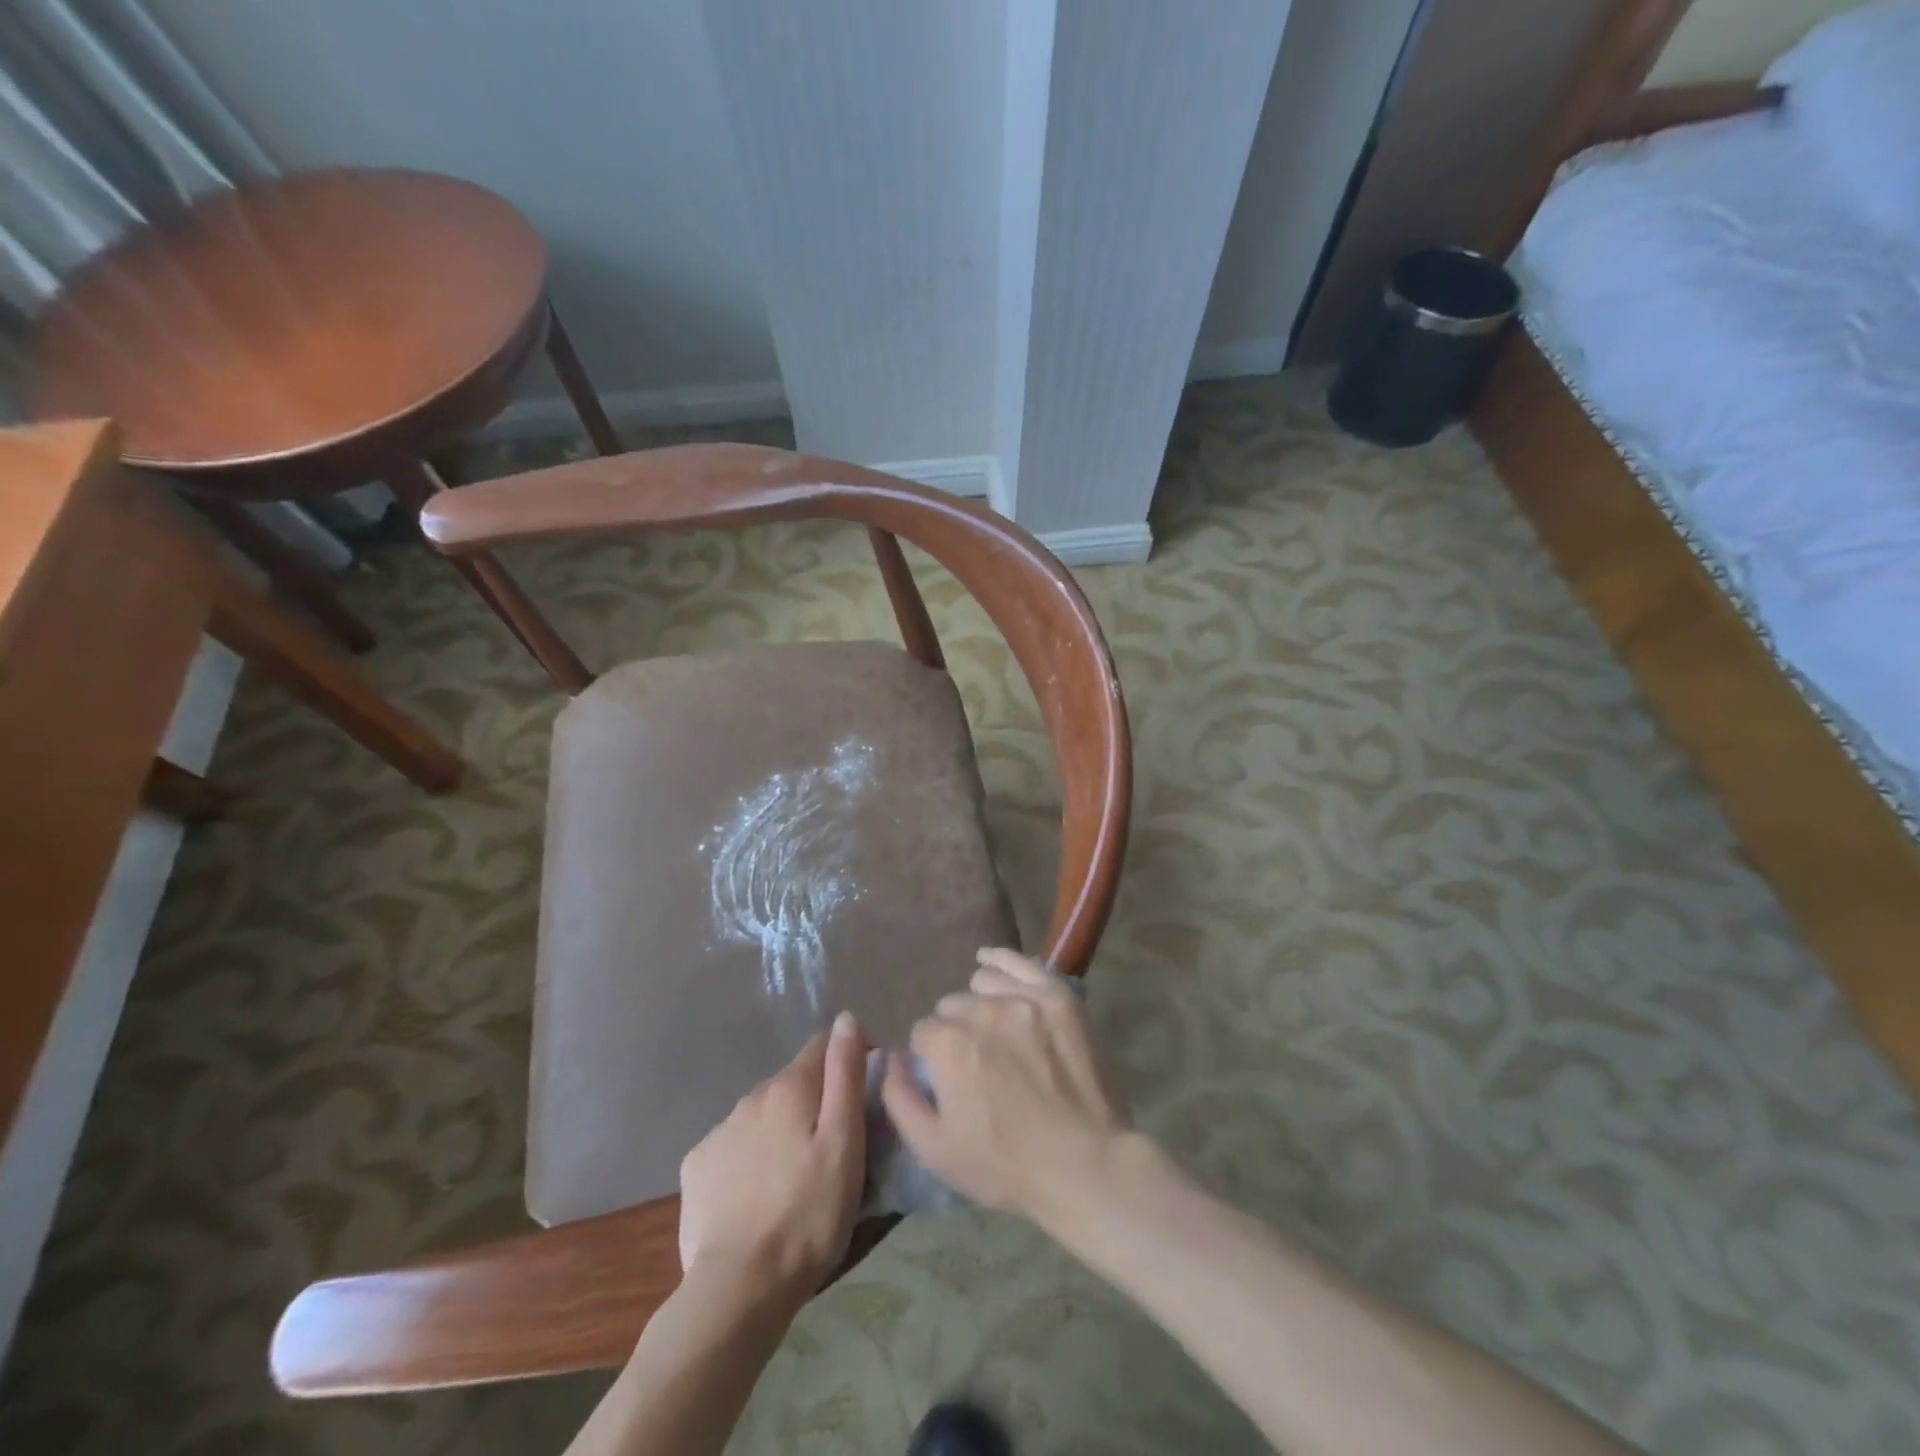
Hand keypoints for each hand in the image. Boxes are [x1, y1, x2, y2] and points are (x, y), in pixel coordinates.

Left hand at [678, 1011, 867, 1298]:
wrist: (739, 1288)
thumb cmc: (809, 1213)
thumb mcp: (845, 1143)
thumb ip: (845, 1075)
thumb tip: (846, 1019)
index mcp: (789, 1087)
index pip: (821, 1046)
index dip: (847, 1059)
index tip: (864, 1094)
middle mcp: (750, 1097)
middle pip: (792, 1084)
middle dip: (813, 1102)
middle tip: (833, 1147)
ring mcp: (718, 1132)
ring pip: (761, 1117)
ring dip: (781, 1131)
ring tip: (796, 1177)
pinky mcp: (696, 1168)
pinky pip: (733, 1148)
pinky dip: (750, 1159)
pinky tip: (759, 1196)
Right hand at [881, 948, 1131, 1228]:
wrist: (1084, 1164)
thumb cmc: (1005, 1165)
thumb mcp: (935, 1149)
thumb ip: (899, 1098)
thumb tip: (891, 1058)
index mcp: (950, 1046)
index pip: (923, 1032)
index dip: (930, 1056)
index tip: (946, 1078)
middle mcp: (984, 1012)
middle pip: (953, 1006)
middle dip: (955, 1029)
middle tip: (974, 1062)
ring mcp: (1025, 1000)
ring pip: (983, 982)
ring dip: (979, 1001)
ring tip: (992, 1028)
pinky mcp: (1058, 998)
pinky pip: (1021, 964)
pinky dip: (1001, 960)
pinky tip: (990, 959)